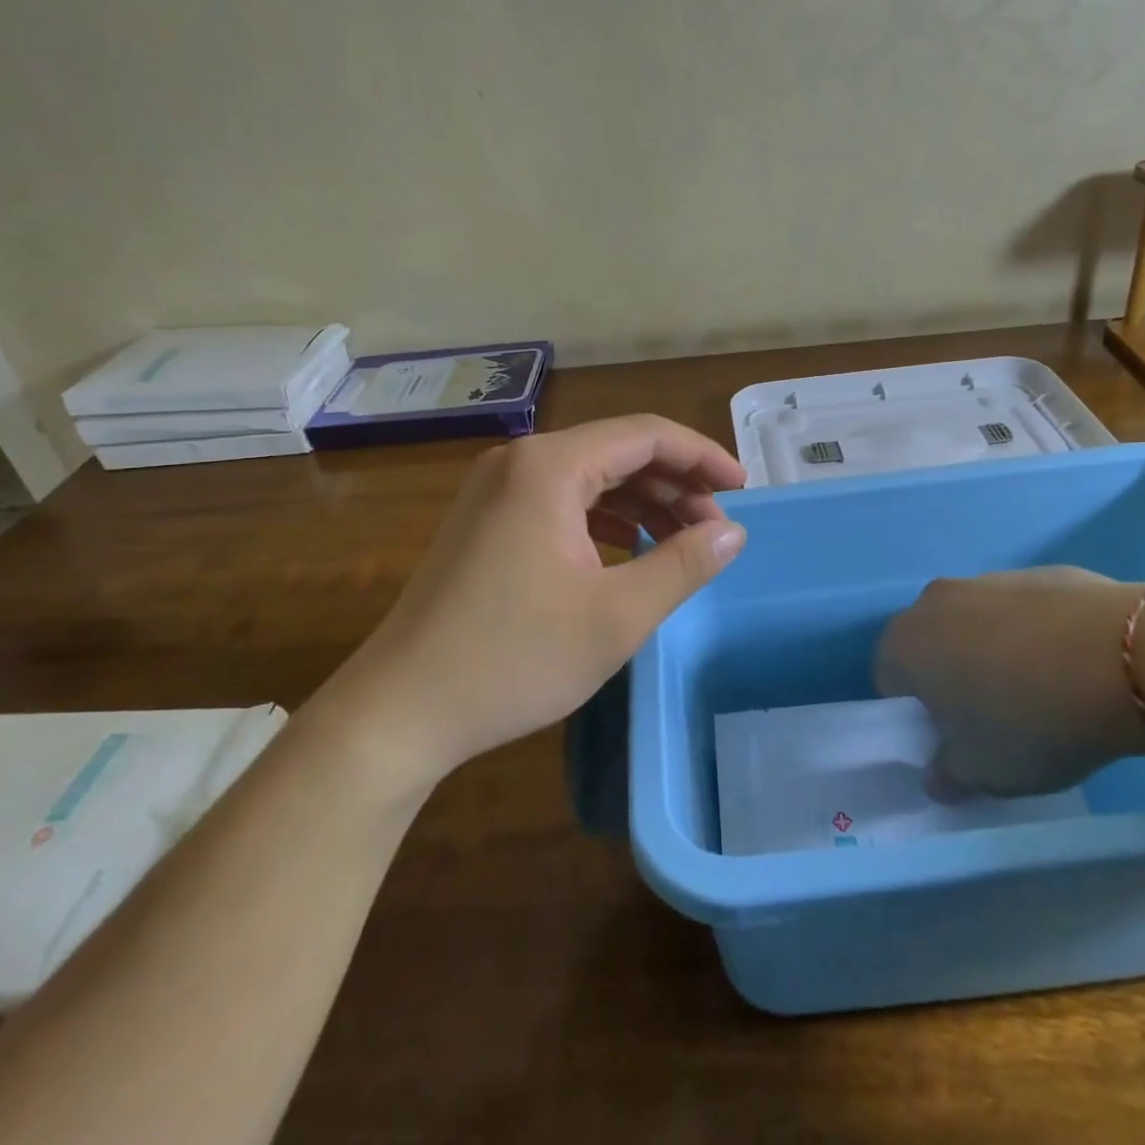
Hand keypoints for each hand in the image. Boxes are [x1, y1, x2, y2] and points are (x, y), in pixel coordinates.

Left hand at [326, 415, 747, 781]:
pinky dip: (606, 520)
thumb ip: (682, 565)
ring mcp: (496, 490)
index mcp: (550, 466)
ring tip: (684, 542)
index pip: (645, 435)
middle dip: (675, 484)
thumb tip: (731, 532)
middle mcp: (520, 461)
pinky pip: (561, 502)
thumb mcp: (616, 616)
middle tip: (718, 528)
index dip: (702, 456)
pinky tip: (632, 551)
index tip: (742, 489)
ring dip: (643, 503)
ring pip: (590, 479)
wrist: (401, 709)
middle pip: (618, 451)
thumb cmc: (514, 658)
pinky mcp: (487, 521)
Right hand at [875, 567, 1144, 795]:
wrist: (1123, 660)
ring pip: (977, 622)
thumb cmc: (1031, 722)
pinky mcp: (1040, 572)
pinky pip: (1025, 610)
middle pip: (931, 643)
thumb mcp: (985, 773)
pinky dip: (1039, 633)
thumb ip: (949, 775)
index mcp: (906, 644)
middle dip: (953, 676)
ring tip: (1045, 691)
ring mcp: (988, 579)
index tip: (955, 738)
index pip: (889, 679)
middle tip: (995, 716)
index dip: (918, 713)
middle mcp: (935, 601)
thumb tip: (937, 776)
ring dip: (995, 651)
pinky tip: (1077, 665)